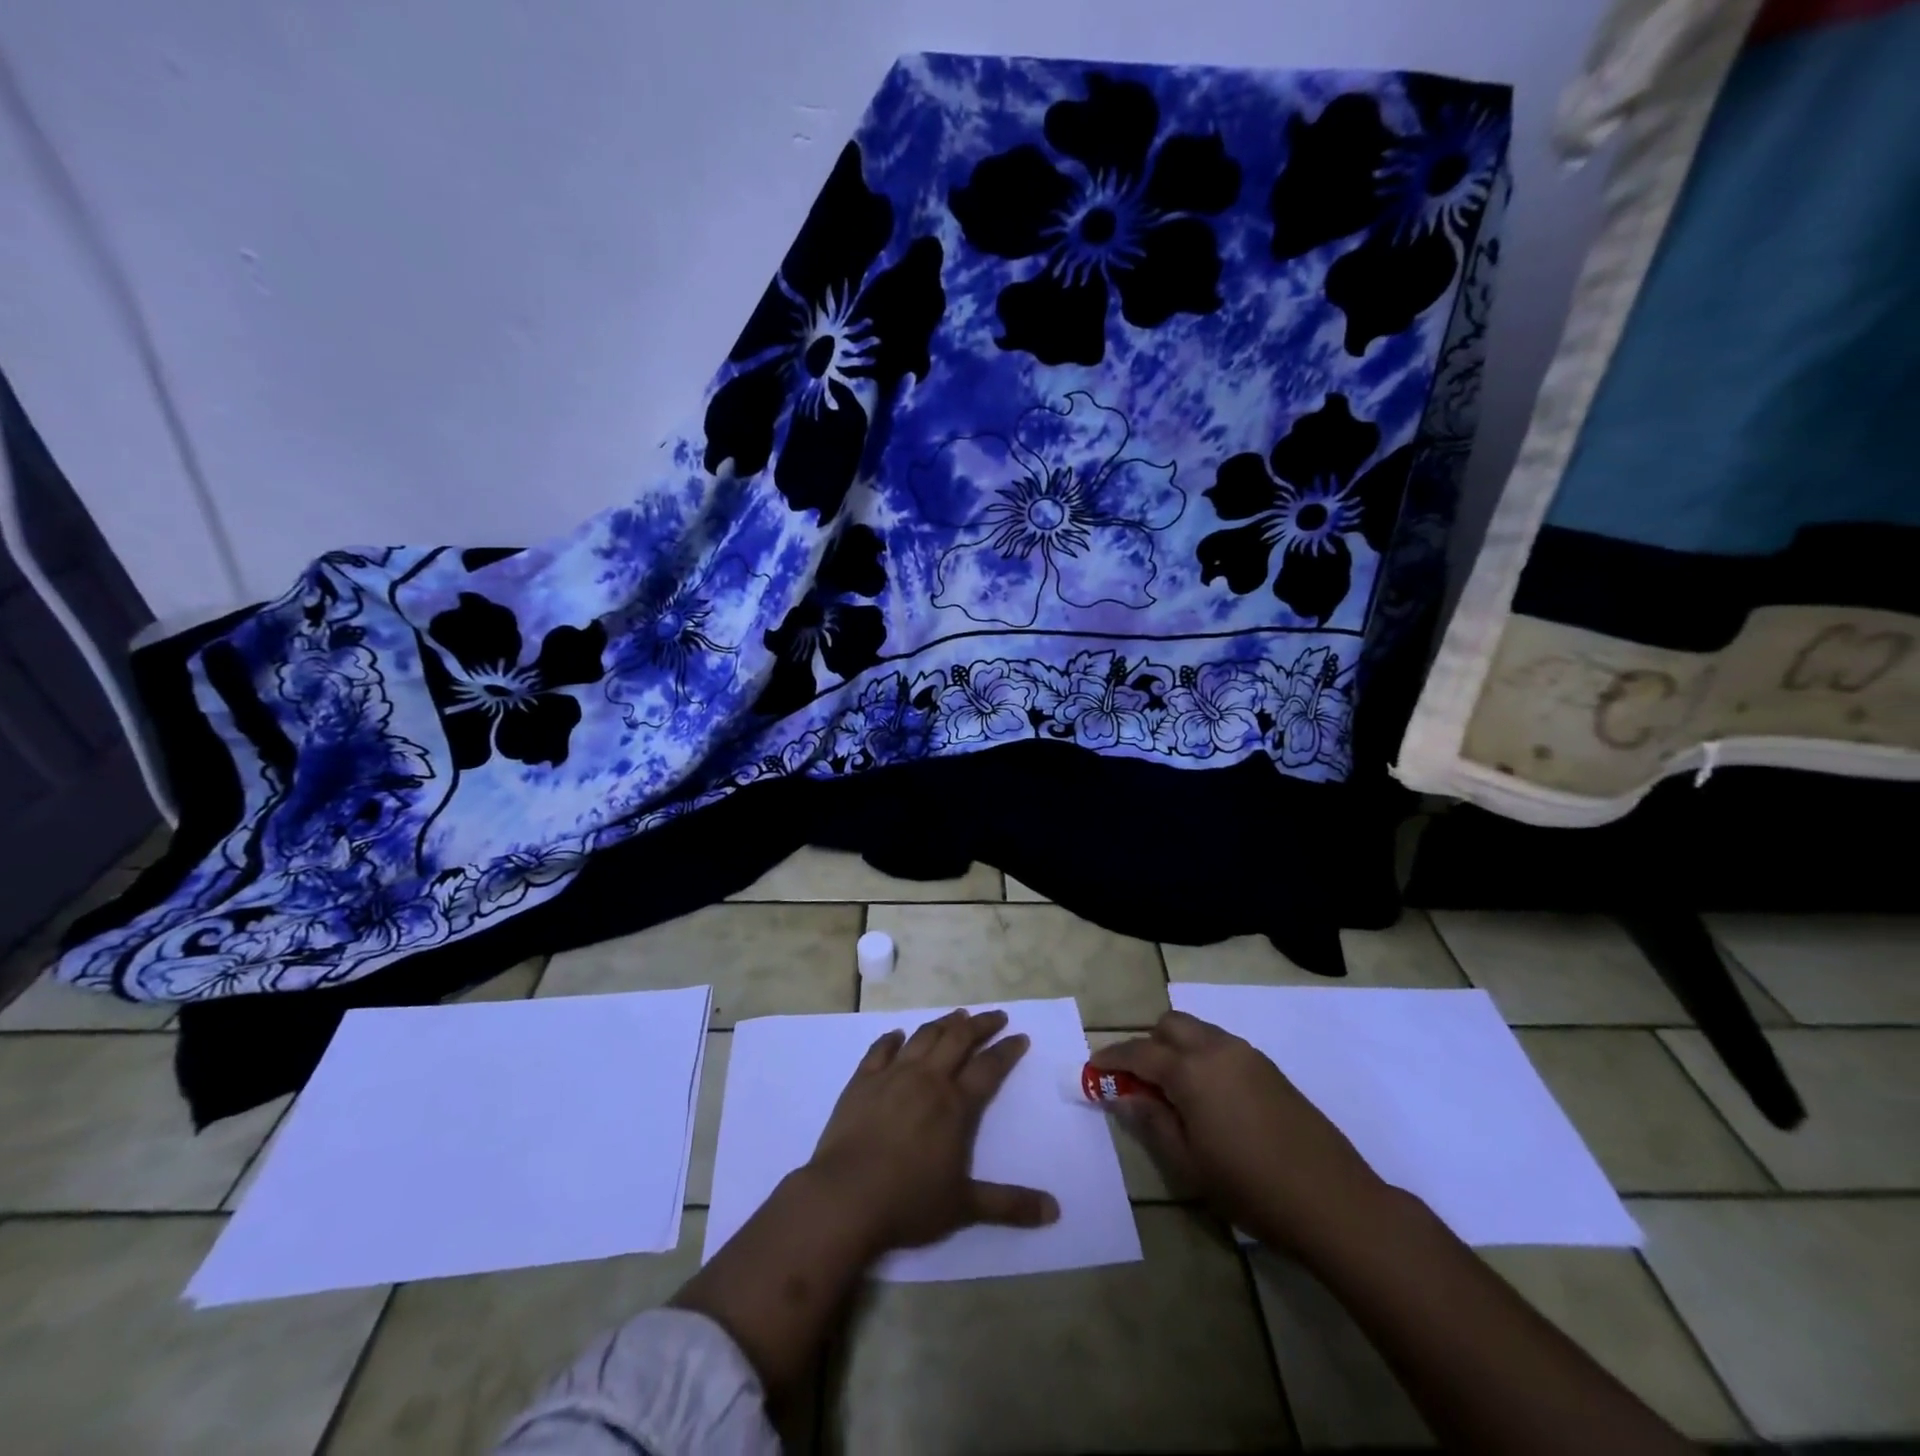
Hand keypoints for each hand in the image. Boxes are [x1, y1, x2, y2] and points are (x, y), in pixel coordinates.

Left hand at [808, 1008, 1059, 1255]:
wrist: (844, 1198)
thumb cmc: (908, 1202)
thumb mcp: (964, 1207)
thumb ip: (1009, 1204)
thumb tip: (1054, 1211)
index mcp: (955, 1105)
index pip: (988, 1067)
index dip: (1006, 1050)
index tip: (1020, 1036)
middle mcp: (927, 1079)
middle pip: (958, 1040)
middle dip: (980, 1025)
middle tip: (995, 1016)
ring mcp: (892, 1076)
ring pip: (923, 1037)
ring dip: (942, 1024)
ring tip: (956, 1016)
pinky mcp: (861, 1081)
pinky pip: (880, 1050)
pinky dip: (892, 1039)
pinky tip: (897, 1035)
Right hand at [1093, 1010, 1389, 1254]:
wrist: (1334, 1202)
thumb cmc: (1250, 1187)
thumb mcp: (1189, 1163)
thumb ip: (1152, 1122)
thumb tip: (1124, 1095)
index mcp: (1191, 1070)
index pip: (1139, 1052)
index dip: (1112, 1058)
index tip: (1094, 1069)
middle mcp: (1217, 1048)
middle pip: (1170, 1024)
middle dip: (1147, 1043)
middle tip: (1138, 1081)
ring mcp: (1247, 1055)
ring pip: (1198, 1031)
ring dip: (1176, 1048)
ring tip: (1173, 1091)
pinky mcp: (1269, 1069)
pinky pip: (1222, 1046)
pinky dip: (1202, 1057)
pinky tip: (1208, 1098)